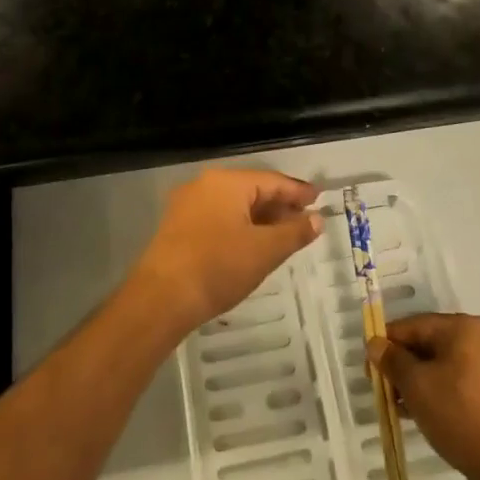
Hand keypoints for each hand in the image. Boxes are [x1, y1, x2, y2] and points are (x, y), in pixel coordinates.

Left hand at [131, 169, 321, 334]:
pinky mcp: (177, 227)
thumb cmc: (218, 267)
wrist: (161, 299)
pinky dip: (239, 227)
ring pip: (234, 206)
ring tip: (283, 235)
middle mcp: (204, 185)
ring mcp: (187, 206)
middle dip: (279, 206)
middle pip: (252, 190)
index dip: (298, 192)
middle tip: (305, 220)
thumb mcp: (265, 251)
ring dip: (260, 219)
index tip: (319, 199)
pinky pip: (218, 218)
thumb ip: (295, 232)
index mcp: (227, 182)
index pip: (272, 181)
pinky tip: (252, 245)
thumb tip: (317, 219)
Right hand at [370, 313, 479, 479]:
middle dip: (404, 366)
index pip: (414, 325)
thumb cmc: (459, 414)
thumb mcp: (416, 385)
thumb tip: (376, 343)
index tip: (368, 368)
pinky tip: (424, 415)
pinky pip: (462, 383)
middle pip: (430, 344)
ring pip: (446, 365)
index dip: (386, 344)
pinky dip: (441, 392)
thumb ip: (393, 360)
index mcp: (465, 327)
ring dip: (420, 382)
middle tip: (384, 390)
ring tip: (400, 407)